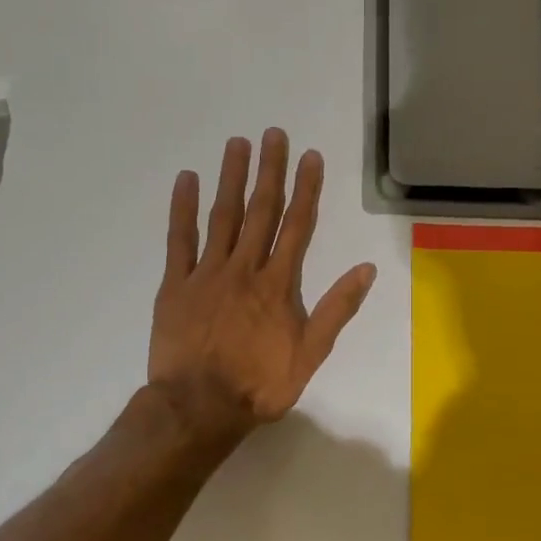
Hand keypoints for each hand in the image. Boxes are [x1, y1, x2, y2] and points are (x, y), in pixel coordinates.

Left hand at [149, 129, 376, 441]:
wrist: (200, 407)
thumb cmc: (259, 384)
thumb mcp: (311, 354)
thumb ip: (337, 309)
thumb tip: (365, 269)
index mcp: (279, 284)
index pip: (297, 226)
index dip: (306, 189)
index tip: (310, 156)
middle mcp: (245, 268)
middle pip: (261, 211)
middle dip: (270, 171)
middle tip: (273, 133)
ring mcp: (207, 274)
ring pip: (222, 216)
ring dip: (232, 178)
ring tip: (237, 143)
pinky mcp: (174, 285)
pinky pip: (178, 240)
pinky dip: (182, 208)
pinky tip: (187, 179)